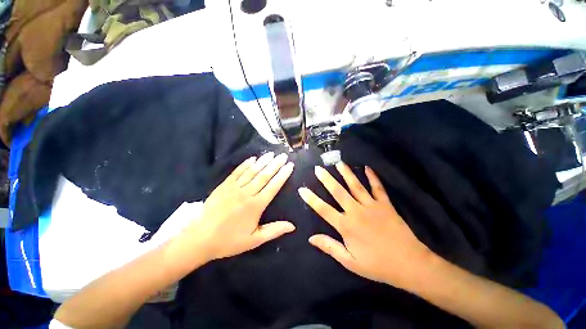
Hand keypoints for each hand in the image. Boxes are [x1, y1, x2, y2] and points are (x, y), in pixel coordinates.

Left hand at [180, 152, 295, 262]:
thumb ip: (274, 230)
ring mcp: (234, 188)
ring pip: (252, 171)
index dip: (283, 175)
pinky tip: (252, 158)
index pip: (273, 186)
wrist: (200, 239)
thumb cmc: (229, 240)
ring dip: (263, 161)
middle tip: (283, 155)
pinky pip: (237, 172)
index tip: (290, 166)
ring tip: (271, 154)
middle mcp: (247, 193)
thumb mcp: (254, 240)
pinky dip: (245, 164)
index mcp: (256, 205)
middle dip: (275, 164)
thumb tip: (293, 226)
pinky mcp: (224, 186)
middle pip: (264, 175)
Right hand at [298, 163, 432, 288]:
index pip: (323, 209)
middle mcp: (356, 211)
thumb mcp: (350, 262)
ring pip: (356, 186)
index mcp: (346, 226)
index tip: (302, 189)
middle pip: (338, 192)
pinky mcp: (385, 204)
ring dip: (346, 173)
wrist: (409, 264)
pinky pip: (378, 188)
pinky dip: (372, 177)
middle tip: (319, 168)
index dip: (311, 199)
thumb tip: (311, 238)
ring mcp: (371, 206)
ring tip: (338, 163)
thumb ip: (330, 247)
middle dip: (326, 179)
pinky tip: (367, 168)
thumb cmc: (377, 264)